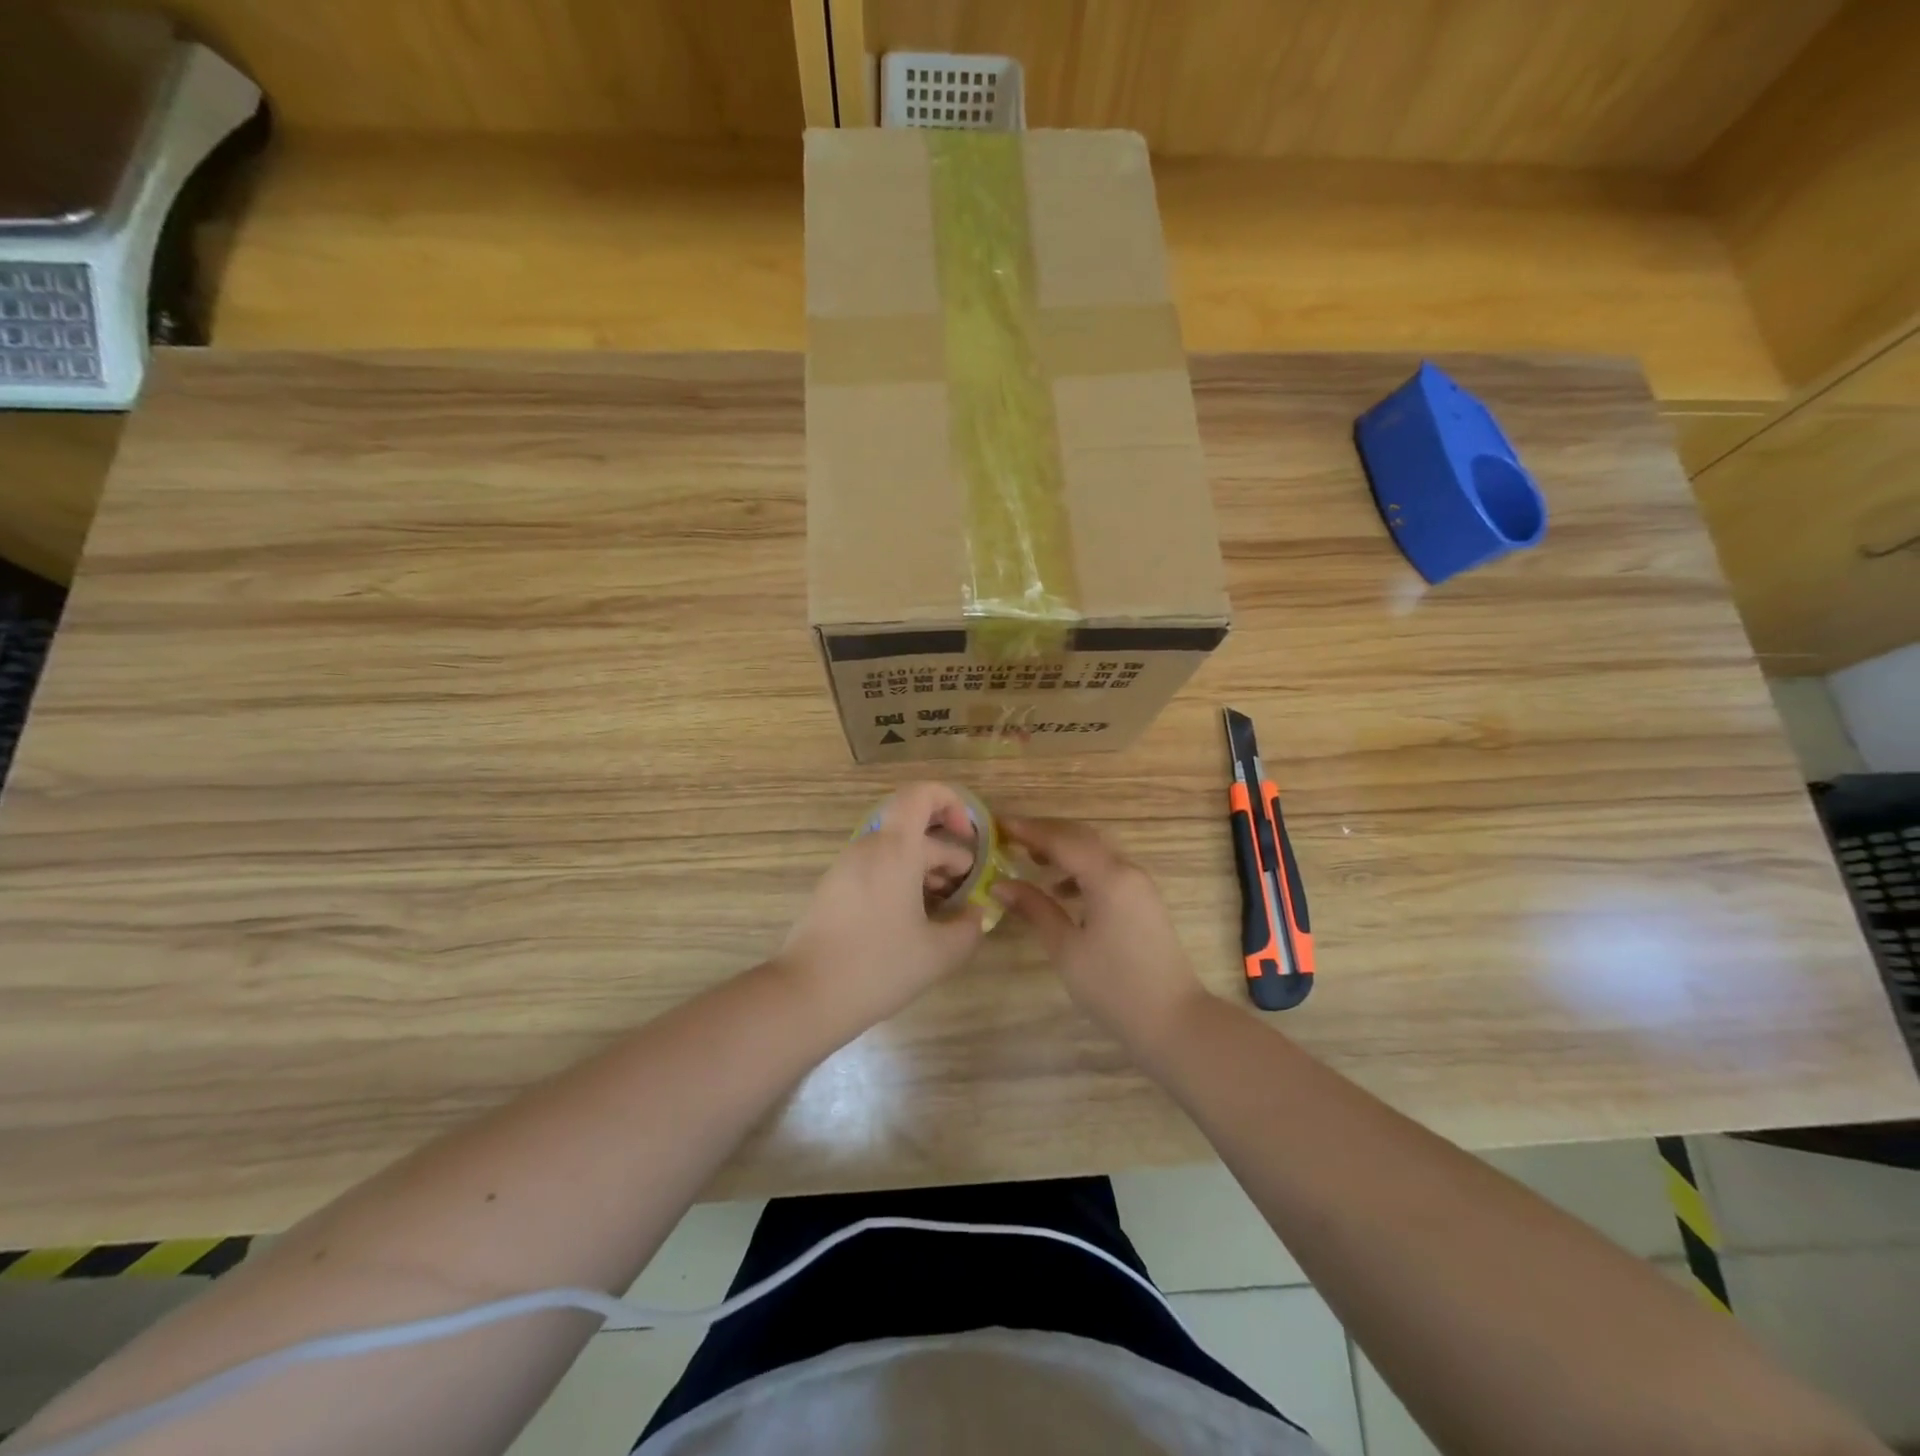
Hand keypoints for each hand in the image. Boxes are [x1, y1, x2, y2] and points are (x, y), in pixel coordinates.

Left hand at [776, 782, 987, 1032]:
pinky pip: (875, 871)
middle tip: (965, 895)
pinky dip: (900, 884)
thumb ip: (968, 928)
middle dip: (947, 856)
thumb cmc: (878, 966)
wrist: (805, 995)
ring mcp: (846, 868)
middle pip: (915, 832)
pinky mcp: (833, 890)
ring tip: (943, 913)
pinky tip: (911, 924)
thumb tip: (974, 913)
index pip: (921, 795)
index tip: (969, 840)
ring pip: (895, 853)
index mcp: (895, 849)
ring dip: (924, 872)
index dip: (951, 804)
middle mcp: (868, 848)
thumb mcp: (938, 953)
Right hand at [994, 816, 1208, 1045]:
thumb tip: (1001, 885)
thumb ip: (1034, 909)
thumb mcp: (1066, 948)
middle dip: (1046, 833)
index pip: (1061, 840)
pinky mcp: (1143, 901)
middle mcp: (1127, 870)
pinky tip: (1060, 892)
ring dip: (1063, 850)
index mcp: (1108, 877)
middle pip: (1081, 837)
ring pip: (1096, 852)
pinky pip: (1107, 871)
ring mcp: (1139, 885)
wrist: (1173, 1021)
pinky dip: (1080, 870)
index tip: (997, 825)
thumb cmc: (1114, 986)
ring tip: (1030, 860)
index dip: (1028, 830)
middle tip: (1010, 837)